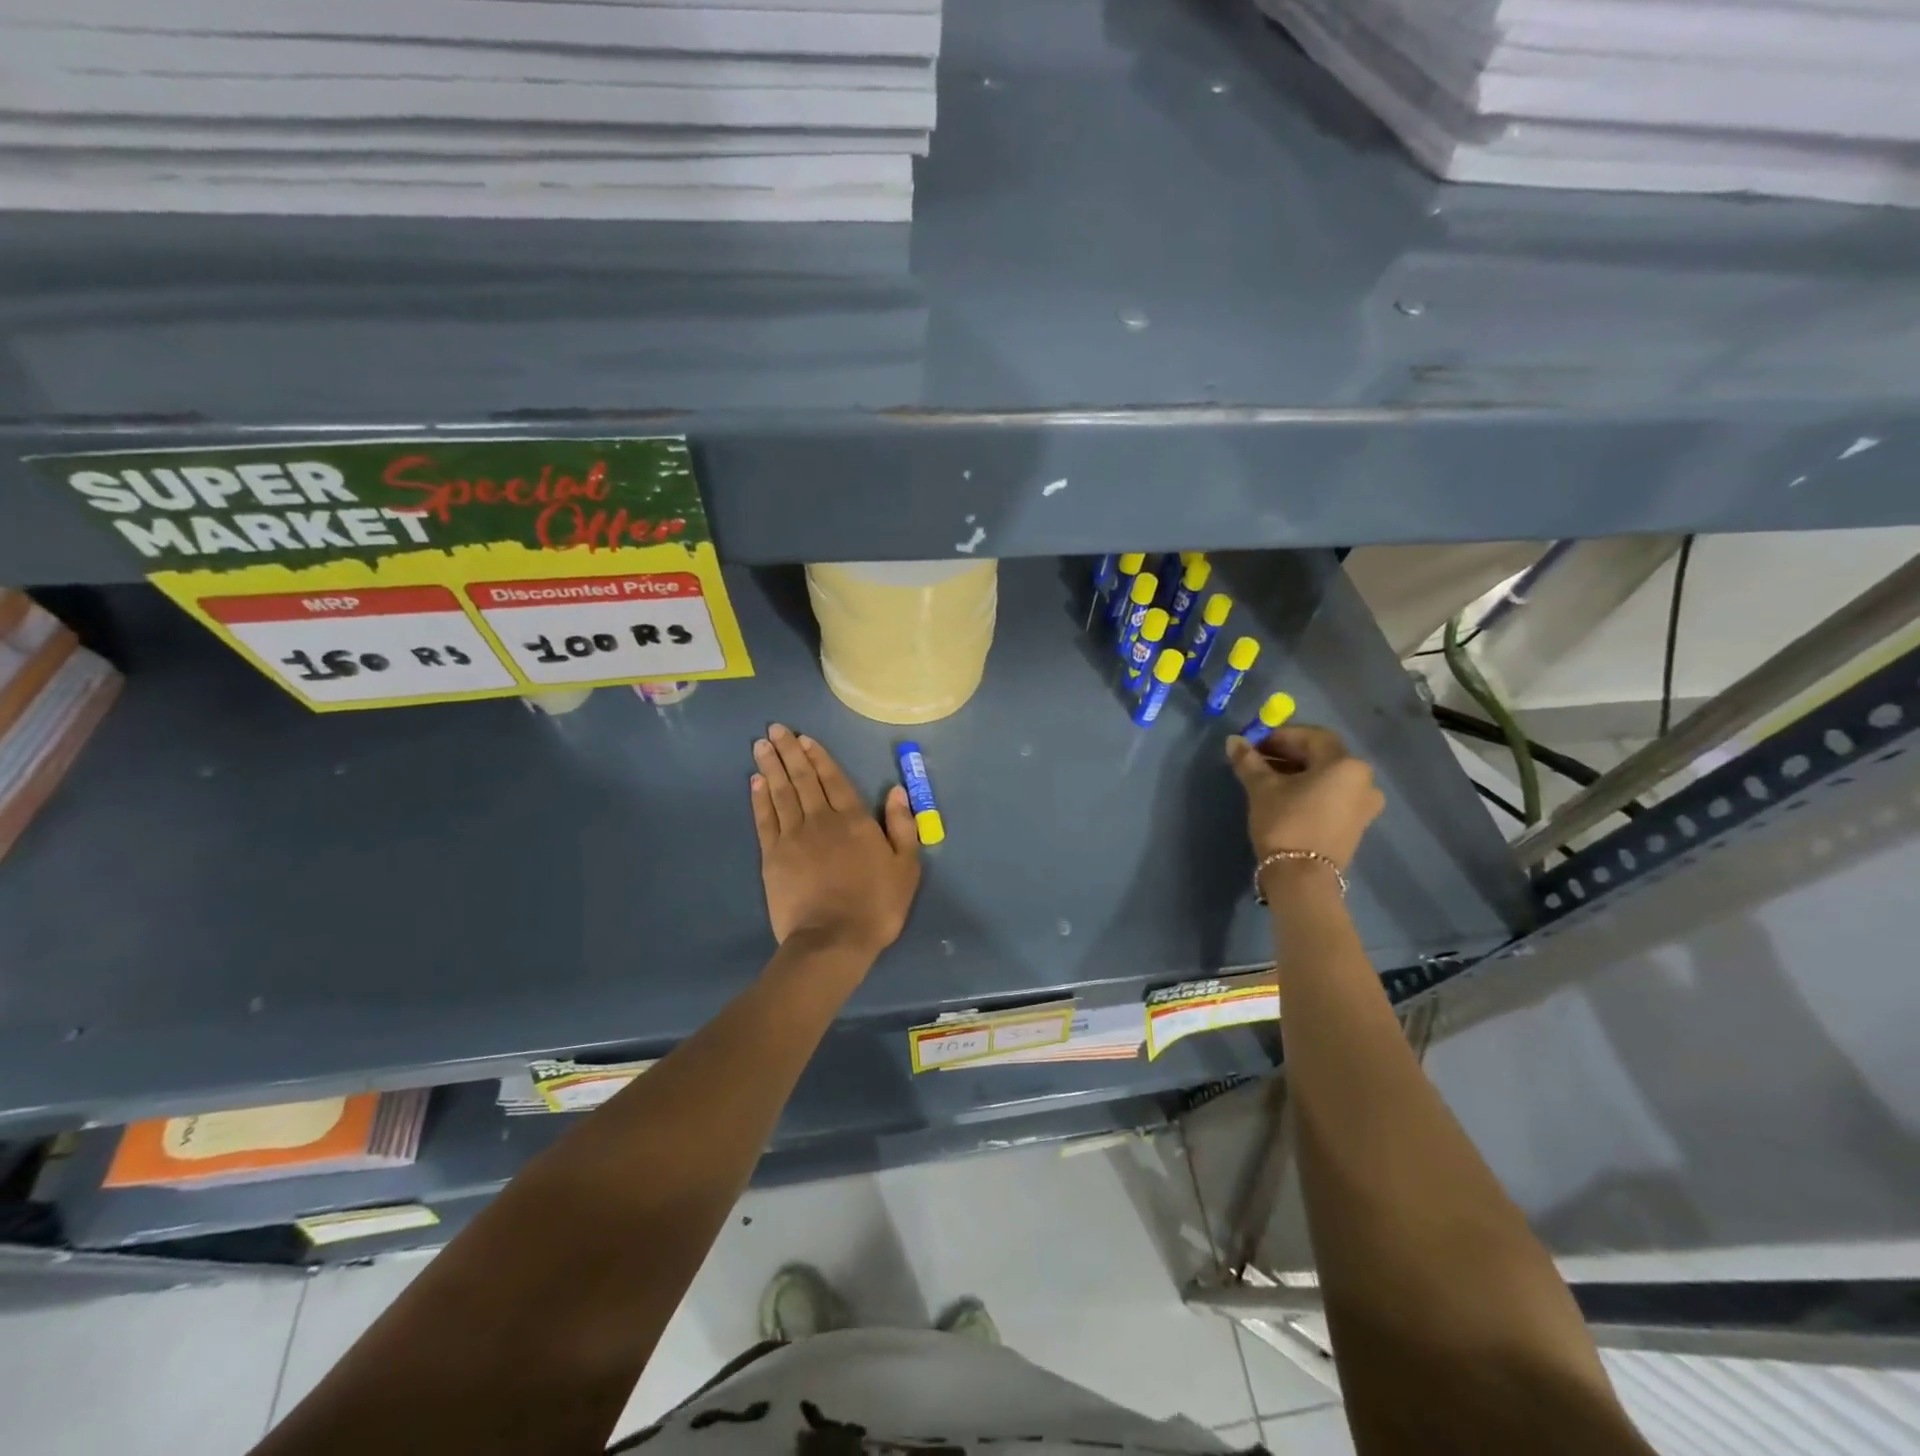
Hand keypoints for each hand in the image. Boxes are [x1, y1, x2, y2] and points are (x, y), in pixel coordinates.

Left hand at [749, 724, 921, 958]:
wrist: (832, 939)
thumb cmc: (876, 905)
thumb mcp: (905, 867)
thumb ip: (902, 826)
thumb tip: (897, 791)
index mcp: (854, 820)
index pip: (834, 779)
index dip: (818, 757)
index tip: (804, 738)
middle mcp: (821, 820)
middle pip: (803, 779)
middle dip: (789, 751)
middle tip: (775, 729)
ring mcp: (793, 837)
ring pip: (781, 792)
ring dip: (771, 766)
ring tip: (761, 745)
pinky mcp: (772, 856)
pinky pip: (765, 818)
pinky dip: (759, 798)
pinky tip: (755, 781)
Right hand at [1226, 725, 1383, 872]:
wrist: (1303, 878)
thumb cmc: (1285, 823)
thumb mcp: (1262, 788)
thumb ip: (1249, 760)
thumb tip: (1233, 740)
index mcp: (1345, 764)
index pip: (1311, 736)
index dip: (1279, 736)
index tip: (1253, 744)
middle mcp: (1363, 780)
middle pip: (1321, 756)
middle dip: (1287, 753)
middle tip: (1257, 759)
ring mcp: (1364, 804)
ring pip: (1326, 776)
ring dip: (1297, 771)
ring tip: (1266, 779)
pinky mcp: (1356, 824)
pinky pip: (1332, 795)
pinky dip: (1310, 789)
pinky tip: (1285, 797)